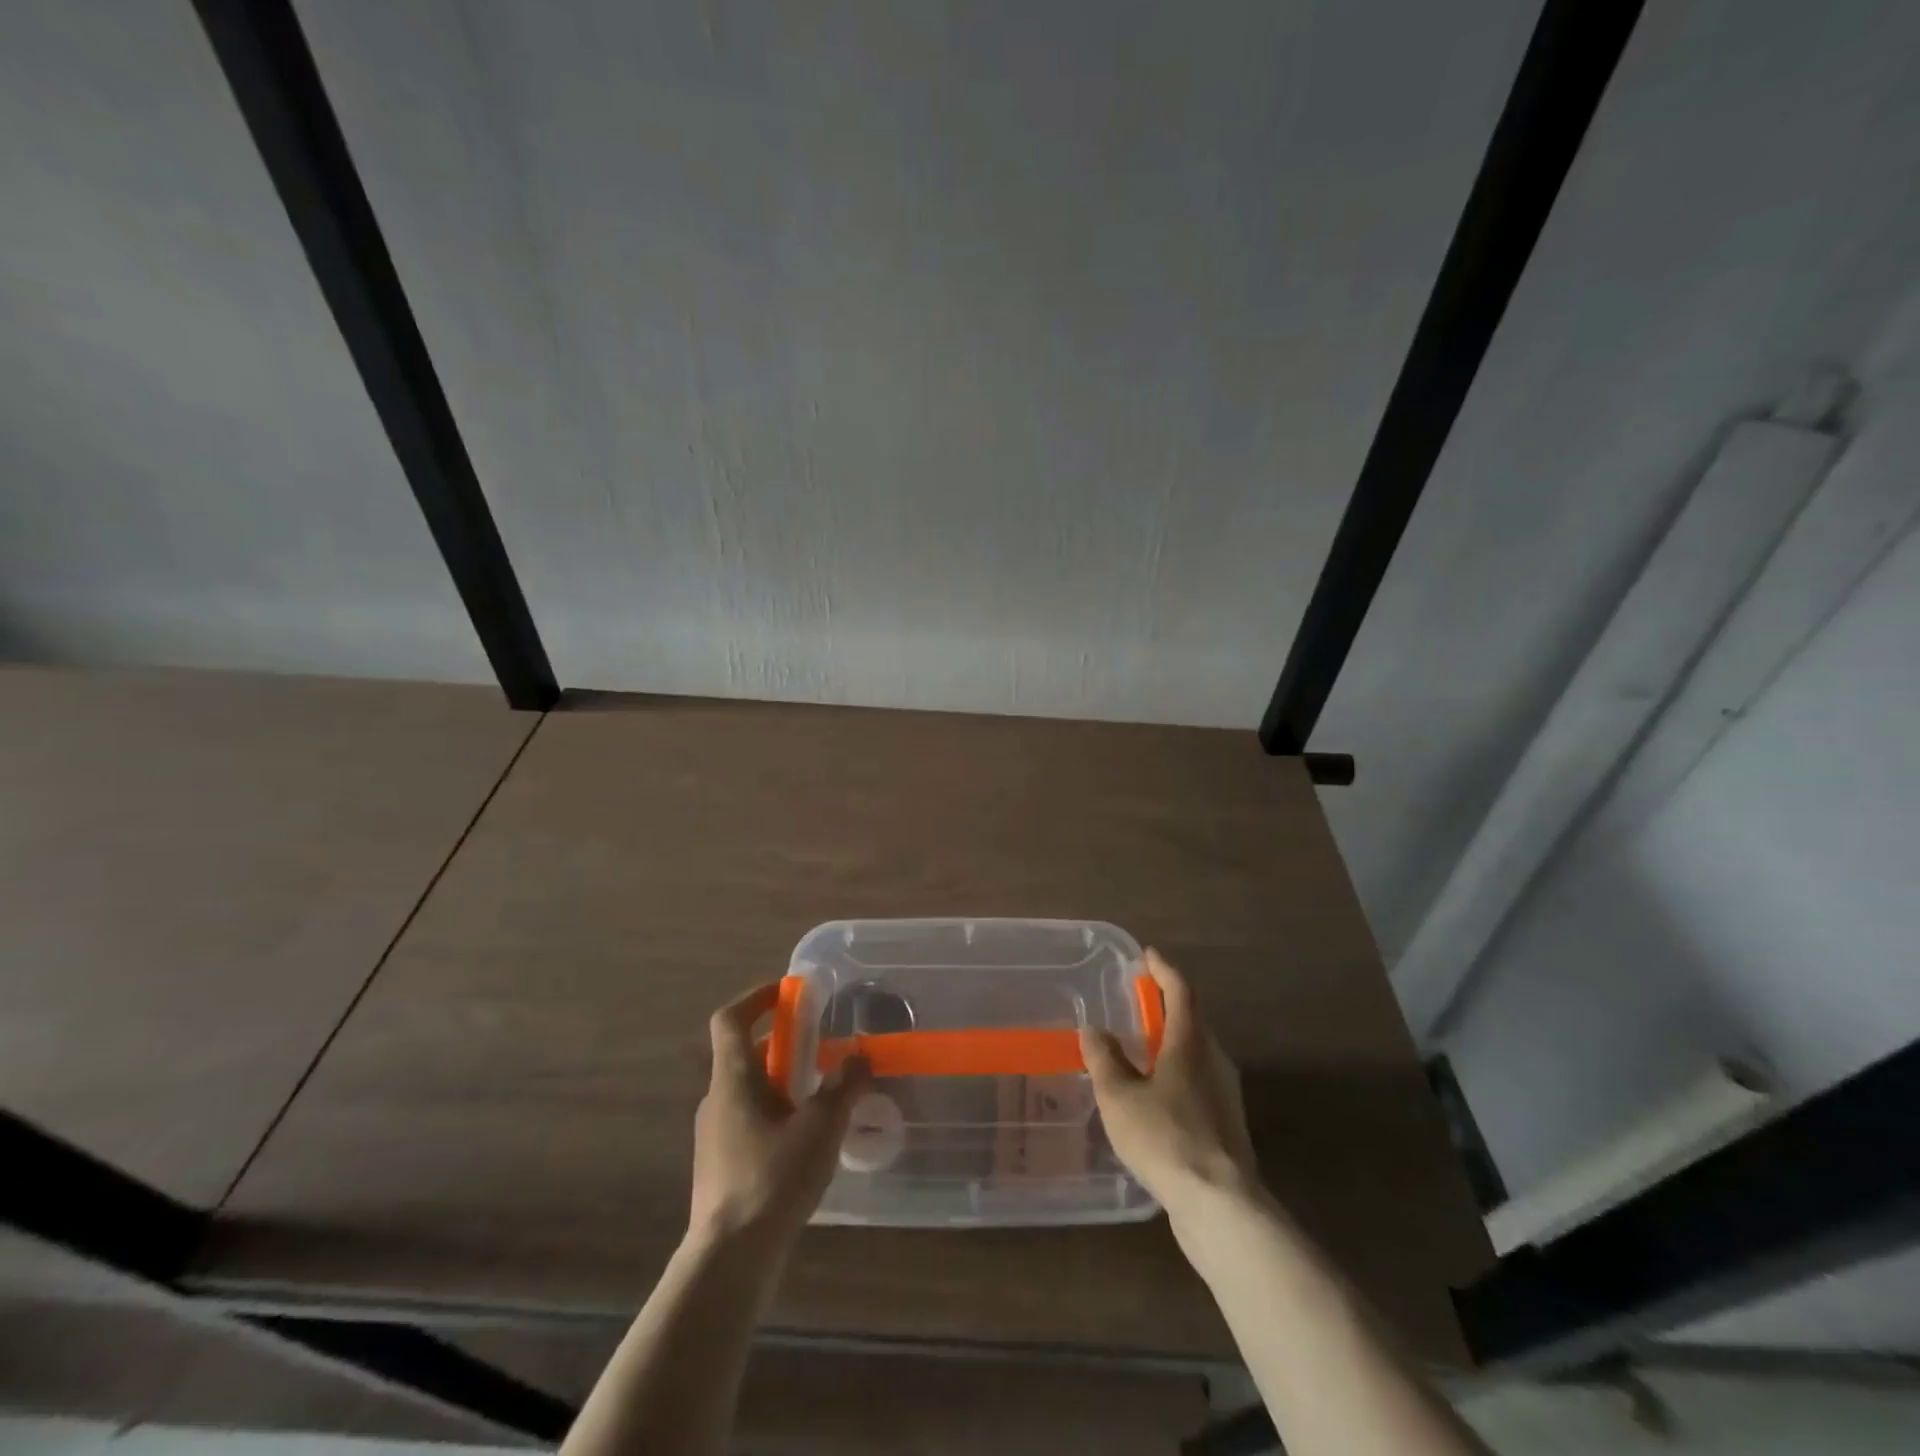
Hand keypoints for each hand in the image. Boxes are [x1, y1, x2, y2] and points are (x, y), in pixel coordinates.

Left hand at [691, 982, 870, 1248]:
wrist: (729, 1260)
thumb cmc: (772, 1178)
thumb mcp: (821, 1126)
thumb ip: (844, 1085)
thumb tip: (860, 1056)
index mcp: (732, 1079)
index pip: (730, 1019)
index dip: (757, 997)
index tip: (788, 992)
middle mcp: (717, 1100)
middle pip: (745, 1055)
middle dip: (784, 1045)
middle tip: (823, 1048)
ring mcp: (715, 1136)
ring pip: (750, 1091)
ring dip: (783, 1082)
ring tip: (824, 1095)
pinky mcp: (722, 1167)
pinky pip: (750, 1122)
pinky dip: (778, 1114)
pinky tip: (808, 1141)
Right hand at [1079, 948, 1260, 1223]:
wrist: (1220, 1206)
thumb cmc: (1165, 1137)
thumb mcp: (1119, 1096)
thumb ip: (1104, 1059)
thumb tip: (1093, 1029)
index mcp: (1190, 1043)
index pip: (1181, 991)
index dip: (1163, 970)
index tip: (1148, 955)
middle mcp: (1214, 1061)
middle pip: (1192, 1021)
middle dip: (1167, 1006)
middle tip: (1140, 1001)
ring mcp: (1225, 1095)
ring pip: (1196, 1055)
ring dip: (1171, 1043)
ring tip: (1142, 1050)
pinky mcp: (1227, 1127)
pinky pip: (1198, 1084)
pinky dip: (1176, 1075)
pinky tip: (1156, 1097)